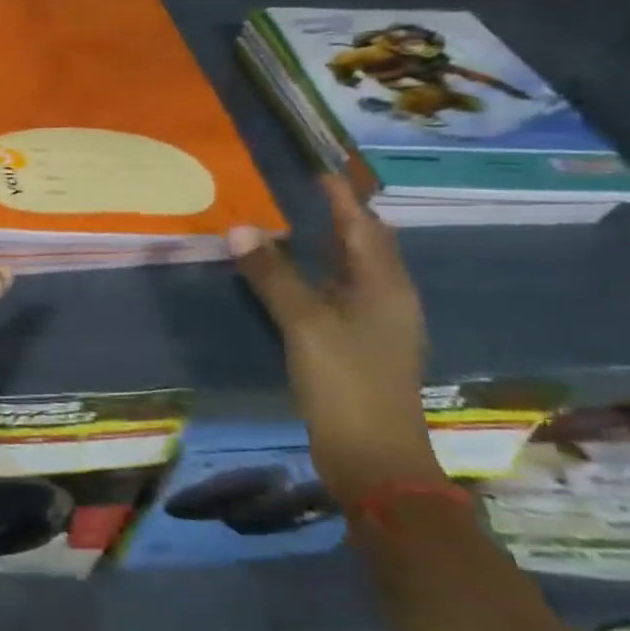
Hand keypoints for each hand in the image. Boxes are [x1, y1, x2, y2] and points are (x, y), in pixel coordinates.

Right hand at [229, 175, 441, 506]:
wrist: (375, 459)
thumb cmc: (345, 382)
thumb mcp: (303, 323)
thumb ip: (272, 274)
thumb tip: (240, 228)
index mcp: (384, 286)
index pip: (363, 225)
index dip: (341, 197)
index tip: (317, 171)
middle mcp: (389, 299)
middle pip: (367, 246)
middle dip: (340, 217)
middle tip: (303, 194)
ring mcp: (380, 326)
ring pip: (355, 272)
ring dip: (330, 247)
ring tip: (295, 227)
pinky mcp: (364, 348)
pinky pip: (343, 295)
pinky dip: (321, 276)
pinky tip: (298, 280)